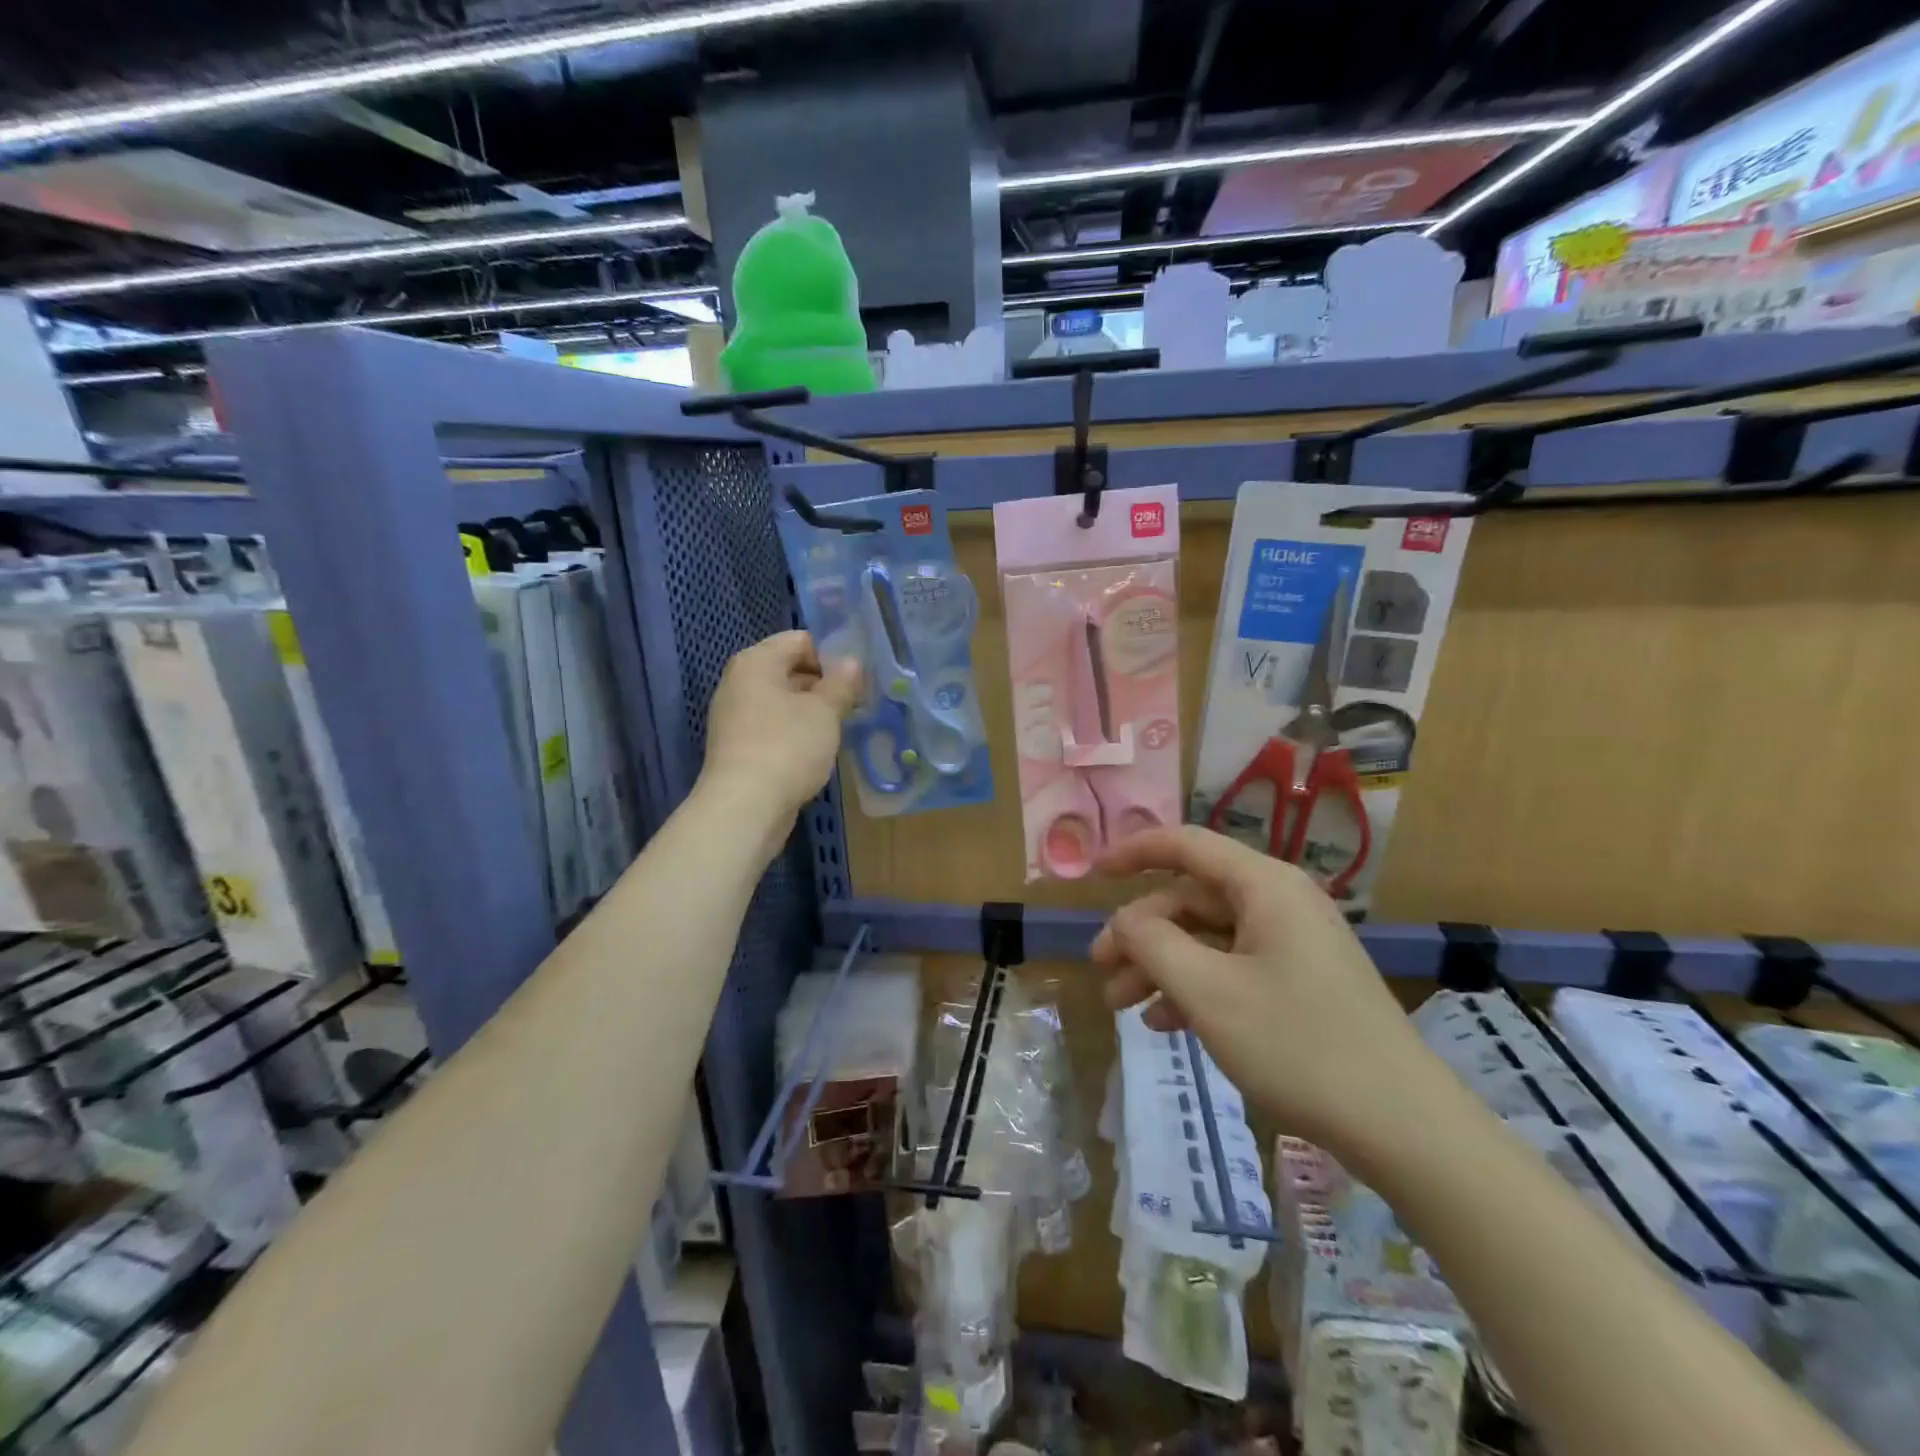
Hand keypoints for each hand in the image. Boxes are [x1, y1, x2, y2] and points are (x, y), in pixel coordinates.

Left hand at [701, 631, 861, 822]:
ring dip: (812, 710)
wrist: (745, 808)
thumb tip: (852, 662)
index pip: (800, 640)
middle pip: (789, 669)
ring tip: (842, 726)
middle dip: (824, 684)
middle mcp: (740, 683)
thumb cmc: (787, 747)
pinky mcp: (739, 747)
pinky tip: (818, 749)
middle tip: (856, 702)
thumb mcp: (824, 712)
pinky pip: (774, 727)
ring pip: (783, 701)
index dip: (832, 654)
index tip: (858, 677)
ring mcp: (736, 716)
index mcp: (756, 662)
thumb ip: (841, 683)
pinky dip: (796, 732)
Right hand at [1092, 826, 1455, 1167]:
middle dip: (1140, 932)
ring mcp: (1293, 944)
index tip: (1092, 872)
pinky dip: (1194, 988)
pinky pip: (1232, 967)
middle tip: (1099, 969)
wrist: (1404, 1127)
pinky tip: (1166, 1024)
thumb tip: (1124, 921)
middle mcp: (1279, 903)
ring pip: (1208, 938)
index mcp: (1264, 886)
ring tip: (1121, 1006)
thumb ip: (1153, 943)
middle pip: (1191, 899)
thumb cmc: (1298, 1045)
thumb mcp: (1208, 991)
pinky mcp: (1301, 982)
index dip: (1134, 851)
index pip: (1186, 844)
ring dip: (1161, 965)